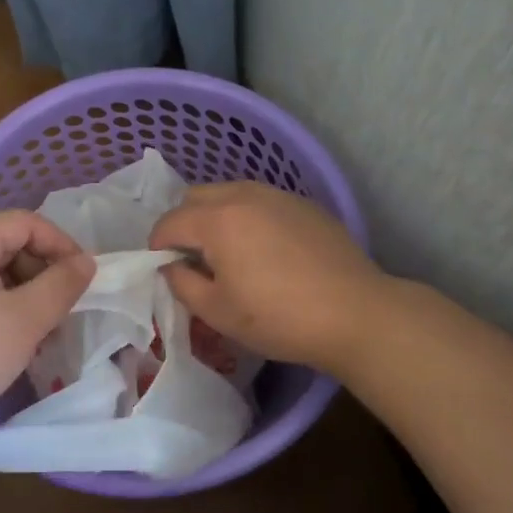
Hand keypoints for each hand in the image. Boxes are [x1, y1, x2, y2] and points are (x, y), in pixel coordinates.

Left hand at [0, 212, 94, 437]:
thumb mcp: (23, 320)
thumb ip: (61, 286)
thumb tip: (87, 262)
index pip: (27, 223)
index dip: (62, 245)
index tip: (84, 280)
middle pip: (9, 246)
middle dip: (43, 275)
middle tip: (62, 312)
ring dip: (24, 297)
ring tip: (39, 335)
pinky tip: (9, 344)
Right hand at [149, 182, 388, 373]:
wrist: (355, 314)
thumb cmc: (279, 318)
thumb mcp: (217, 312)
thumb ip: (182, 284)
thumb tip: (172, 267)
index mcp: (218, 219)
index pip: (169, 222)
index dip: (157, 248)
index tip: (165, 272)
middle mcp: (245, 195)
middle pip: (196, 197)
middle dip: (184, 224)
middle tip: (194, 261)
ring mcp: (279, 196)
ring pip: (230, 194)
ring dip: (216, 217)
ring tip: (229, 255)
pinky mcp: (305, 205)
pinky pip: (261, 202)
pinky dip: (248, 218)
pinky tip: (266, 252)